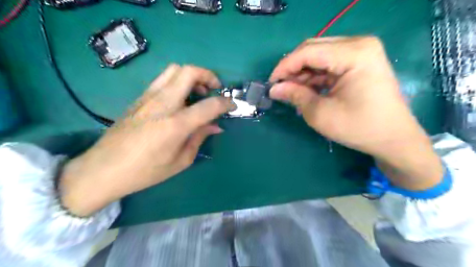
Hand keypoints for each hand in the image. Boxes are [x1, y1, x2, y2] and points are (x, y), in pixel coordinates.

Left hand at [59, 65, 235, 216]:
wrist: (104, 169)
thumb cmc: (146, 171)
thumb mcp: (180, 160)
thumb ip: (199, 138)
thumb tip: (215, 126)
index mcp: (176, 124)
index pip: (209, 105)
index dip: (225, 103)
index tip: (232, 106)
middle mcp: (163, 104)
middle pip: (189, 72)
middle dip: (208, 76)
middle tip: (214, 90)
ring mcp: (148, 97)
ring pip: (174, 70)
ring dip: (192, 76)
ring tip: (198, 93)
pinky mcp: (140, 97)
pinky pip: (163, 80)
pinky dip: (178, 82)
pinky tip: (180, 100)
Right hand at [269, 36, 444, 190]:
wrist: (393, 138)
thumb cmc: (359, 127)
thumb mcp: (321, 113)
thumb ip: (295, 96)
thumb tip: (274, 89)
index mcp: (354, 53)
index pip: (308, 52)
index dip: (285, 67)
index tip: (271, 83)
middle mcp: (359, 44)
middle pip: (313, 49)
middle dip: (293, 68)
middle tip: (279, 86)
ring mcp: (361, 52)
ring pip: (319, 55)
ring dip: (302, 73)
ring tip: (290, 90)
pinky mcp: (359, 62)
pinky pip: (329, 63)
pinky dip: (314, 76)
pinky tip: (305, 89)